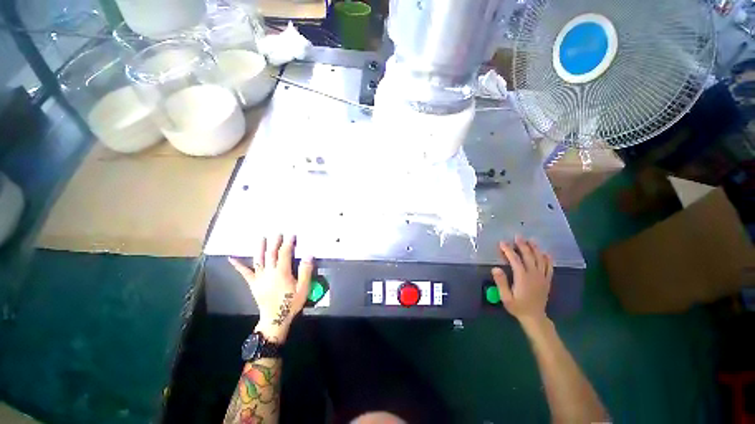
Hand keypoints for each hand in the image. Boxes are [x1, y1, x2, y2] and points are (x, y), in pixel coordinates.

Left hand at [229, 235, 313, 340]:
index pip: (285, 253)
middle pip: (271, 254)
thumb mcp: (303, 288)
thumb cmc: (291, 303)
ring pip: (258, 259)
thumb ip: (305, 271)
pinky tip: (231, 258)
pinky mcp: (253, 284)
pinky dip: (238, 265)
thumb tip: (308, 255)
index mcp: (282, 272)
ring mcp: (259, 277)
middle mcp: (269, 272)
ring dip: (260, 248)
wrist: (275, 319)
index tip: (291, 235)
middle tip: (277, 233)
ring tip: (261, 238)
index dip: (288, 243)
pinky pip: (245, 273)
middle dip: (275, 242)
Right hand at [491, 236, 552, 324]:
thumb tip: (495, 268)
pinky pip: (549, 267)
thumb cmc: (517, 307)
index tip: (502, 243)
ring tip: (531, 240)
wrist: (534, 317)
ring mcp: (542, 277)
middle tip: (518, 236)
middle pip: (529, 256)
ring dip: (535, 249)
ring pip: (540, 259)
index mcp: (522, 278)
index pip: (515, 260)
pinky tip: (545, 253)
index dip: (508, 250)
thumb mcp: (505, 297)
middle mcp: (534, 275)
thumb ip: (501, 283)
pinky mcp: (547, 281)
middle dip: (523, 245)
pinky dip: (548, 259)